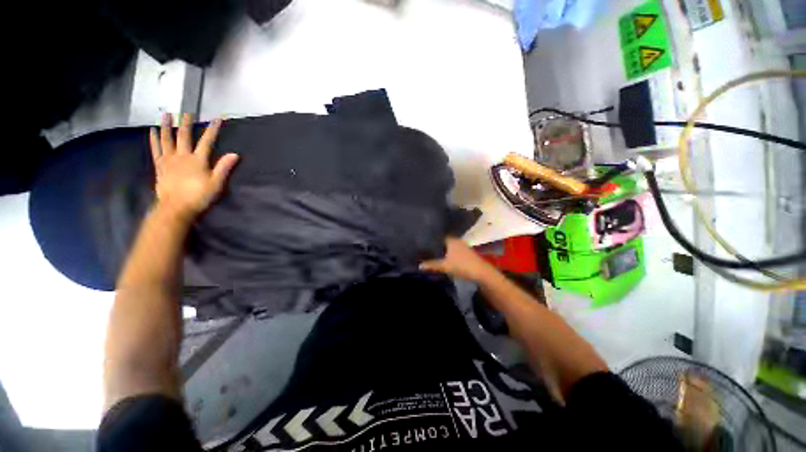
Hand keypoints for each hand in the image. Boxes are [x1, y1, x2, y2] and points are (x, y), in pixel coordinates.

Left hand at [149, 113, 238, 221]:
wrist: (176, 208)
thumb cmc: (199, 196)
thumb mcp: (216, 183)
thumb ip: (224, 167)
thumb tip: (235, 154)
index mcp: (197, 160)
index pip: (207, 141)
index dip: (213, 129)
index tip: (217, 119)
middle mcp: (182, 156)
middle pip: (184, 136)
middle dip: (187, 123)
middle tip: (187, 111)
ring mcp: (169, 160)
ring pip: (167, 139)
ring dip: (167, 126)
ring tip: (166, 114)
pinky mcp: (160, 166)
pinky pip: (156, 149)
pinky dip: (154, 139)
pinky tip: (153, 131)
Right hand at [420, 237, 495, 281]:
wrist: (481, 273)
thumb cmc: (462, 265)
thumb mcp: (445, 266)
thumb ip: (432, 264)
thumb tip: (419, 265)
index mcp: (451, 240)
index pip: (438, 235)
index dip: (430, 238)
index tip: (421, 240)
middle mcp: (456, 240)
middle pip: (443, 241)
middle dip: (435, 244)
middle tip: (424, 247)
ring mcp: (462, 246)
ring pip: (448, 246)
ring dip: (441, 249)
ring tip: (430, 252)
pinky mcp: (465, 253)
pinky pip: (452, 250)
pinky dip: (447, 253)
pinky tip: (442, 257)